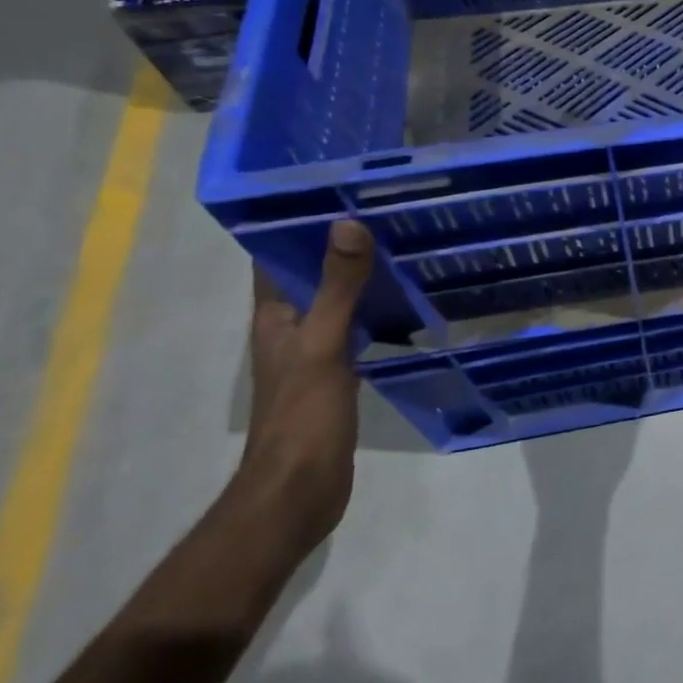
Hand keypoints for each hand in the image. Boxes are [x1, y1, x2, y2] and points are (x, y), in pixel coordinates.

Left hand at [241, 220, 374, 551]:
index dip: (297, 222)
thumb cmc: (302, 416)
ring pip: (338, 300)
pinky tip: (409, 302)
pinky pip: (358, 327)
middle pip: (312, 274)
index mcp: (274, 316)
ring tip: (403, 246)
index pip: (275, 256)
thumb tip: (348, 224)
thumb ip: (338, 288)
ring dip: (361, 277)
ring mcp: (315, 352)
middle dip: (341, 244)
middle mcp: (290, 328)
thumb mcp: (322, 345)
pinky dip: (378, 310)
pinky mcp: (338, 374)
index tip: (338, 191)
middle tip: (387, 212)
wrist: (299, 492)